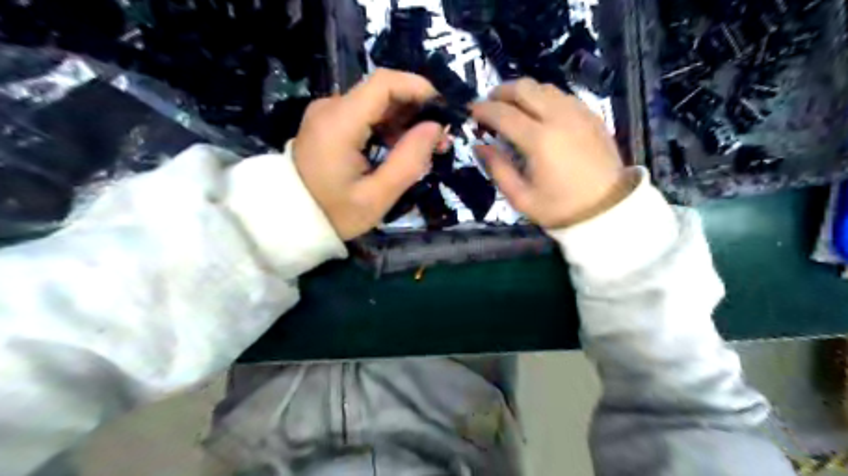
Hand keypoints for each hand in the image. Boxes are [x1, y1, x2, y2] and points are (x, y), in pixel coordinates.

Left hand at [295, 69, 444, 238]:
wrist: (291, 221)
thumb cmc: (333, 214)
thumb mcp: (376, 197)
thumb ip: (408, 161)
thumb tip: (436, 128)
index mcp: (339, 122)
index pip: (384, 83)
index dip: (418, 88)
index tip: (443, 110)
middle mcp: (330, 108)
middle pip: (382, 92)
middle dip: (416, 109)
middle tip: (441, 138)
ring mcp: (327, 115)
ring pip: (375, 104)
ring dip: (404, 120)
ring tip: (426, 147)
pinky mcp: (328, 124)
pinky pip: (365, 116)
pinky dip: (388, 127)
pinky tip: (401, 148)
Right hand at [470, 79, 635, 230]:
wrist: (607, 210)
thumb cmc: (559, 208)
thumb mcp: (521, 198)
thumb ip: (497, 169)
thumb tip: (479, 145)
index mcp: (539, 140)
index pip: (504, 114)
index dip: (483, 110)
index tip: (471, 111)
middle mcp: (559, 118)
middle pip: (525, 88)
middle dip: (501, 91)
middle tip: (490, 104)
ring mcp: (579, 113)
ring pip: (545, 87)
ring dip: (523, 93)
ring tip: (512, 108)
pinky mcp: (592, 116)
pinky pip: (563, 96)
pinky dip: (544, 98)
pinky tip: (539, 113)